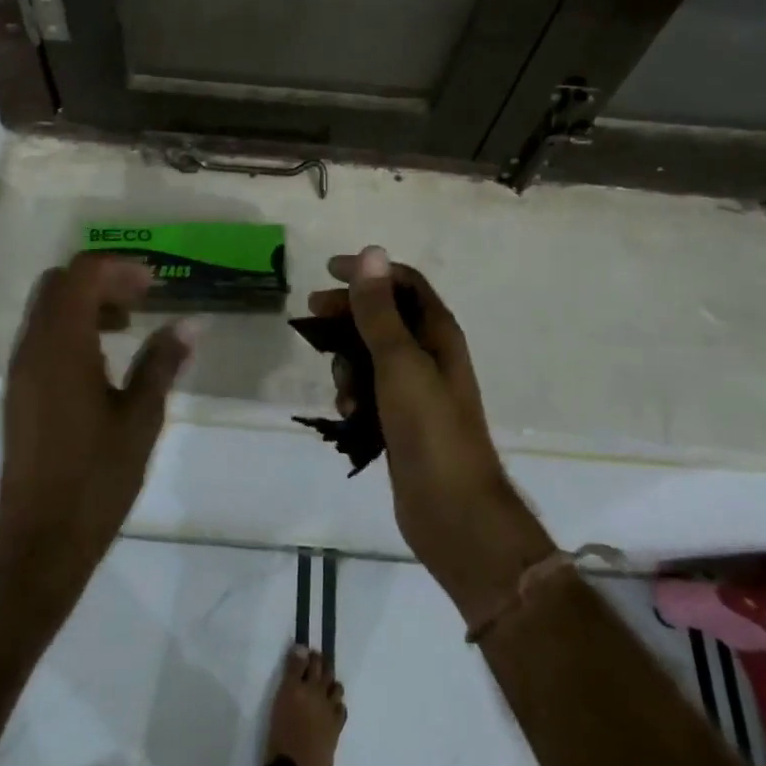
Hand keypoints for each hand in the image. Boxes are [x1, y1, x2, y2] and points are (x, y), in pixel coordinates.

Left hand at [0, 254, 194, 597]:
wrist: (40, 542)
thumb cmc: (97, 478)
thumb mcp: (141, 418)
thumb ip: (162, 363)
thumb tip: (189, 325)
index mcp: (61, 346)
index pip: (80, 274)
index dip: (119, 268)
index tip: (155, 286)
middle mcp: (32, 348)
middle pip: (58, 284)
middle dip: (101, 280)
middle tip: (142, 299)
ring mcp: (20, 370)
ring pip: (46, 309)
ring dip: (85, 303)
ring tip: (128, 326)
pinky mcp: (18, 392)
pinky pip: (41, 337)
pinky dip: (71, 329)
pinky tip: (103, 360)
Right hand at [313, 247, 556, 620]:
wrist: (453, 513)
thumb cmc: (429, 428)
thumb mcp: (399, 361)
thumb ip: (380, 310)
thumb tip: (371, 252)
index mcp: (438, 333)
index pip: (404, 283)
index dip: (368, 272)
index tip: (328, 271)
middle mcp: (431, 354)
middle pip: (385, 315)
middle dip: (349, 312)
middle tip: (311, 314)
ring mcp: (418, 390)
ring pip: (374, 355)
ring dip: (349, 359)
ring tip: (339, 382)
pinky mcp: (404, 420)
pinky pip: (372, 390)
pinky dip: (356, 392)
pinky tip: (347, 411)